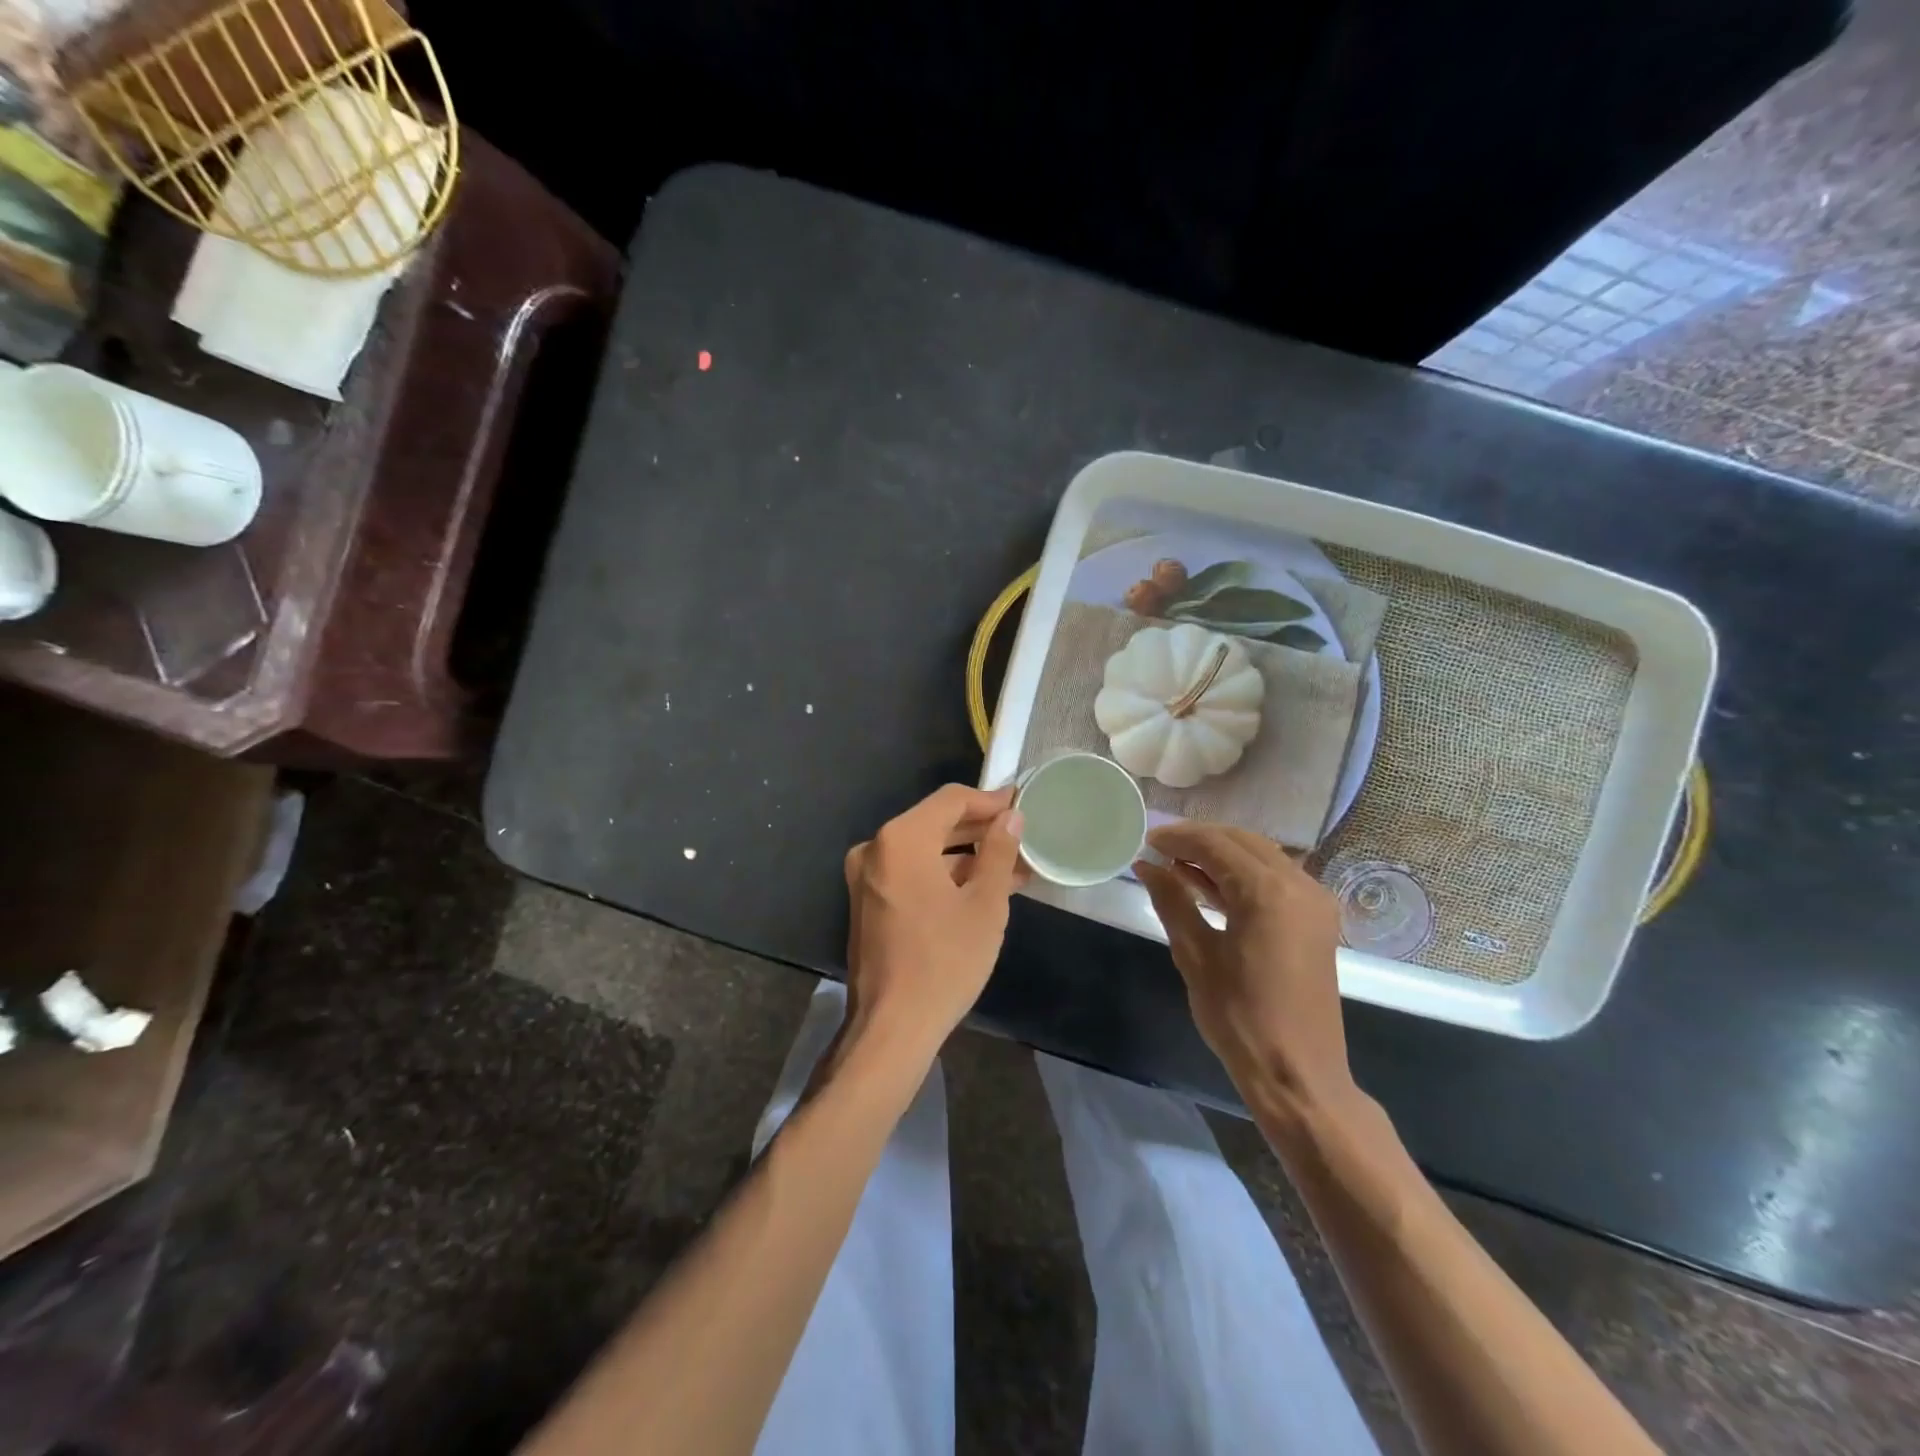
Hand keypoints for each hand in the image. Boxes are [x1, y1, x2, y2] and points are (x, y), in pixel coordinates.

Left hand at [842, 784, 1025, 1060]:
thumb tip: (1011, 817)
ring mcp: (867, 877)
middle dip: (980, 829)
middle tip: (1021, 836)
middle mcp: (876, 848)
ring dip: (966, 855)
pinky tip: (982, 887)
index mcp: (901, 839)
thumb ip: (999, 852)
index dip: (990, 801)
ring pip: (925, 850)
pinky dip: (944, 876)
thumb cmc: (945, 960)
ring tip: (1013, 867)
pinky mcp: (868, 902)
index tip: (1022, 805)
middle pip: (935, 823)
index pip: (951, 800)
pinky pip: (912, 873)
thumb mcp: (984, 904)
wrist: (892, 1027)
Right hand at [1134, 822, 1353, 1109]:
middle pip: (1243, 843)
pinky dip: (1242, 875)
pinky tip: (1209, 886)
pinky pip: (1275, 879)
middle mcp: (1299, 885)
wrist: (1298, 1074)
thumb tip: (1146, 866)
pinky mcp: (1316, 921)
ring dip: (1221, 856)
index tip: (1146, 840)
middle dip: (1200, 840)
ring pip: (1262, 857)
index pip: (1216, 845)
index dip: (1178, 838)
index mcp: (1268, 892)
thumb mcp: (1195, 955)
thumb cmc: (1240, 1018)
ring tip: (1177, 865)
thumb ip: (1172, 901)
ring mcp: (1314, 902)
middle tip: (1159, 849)